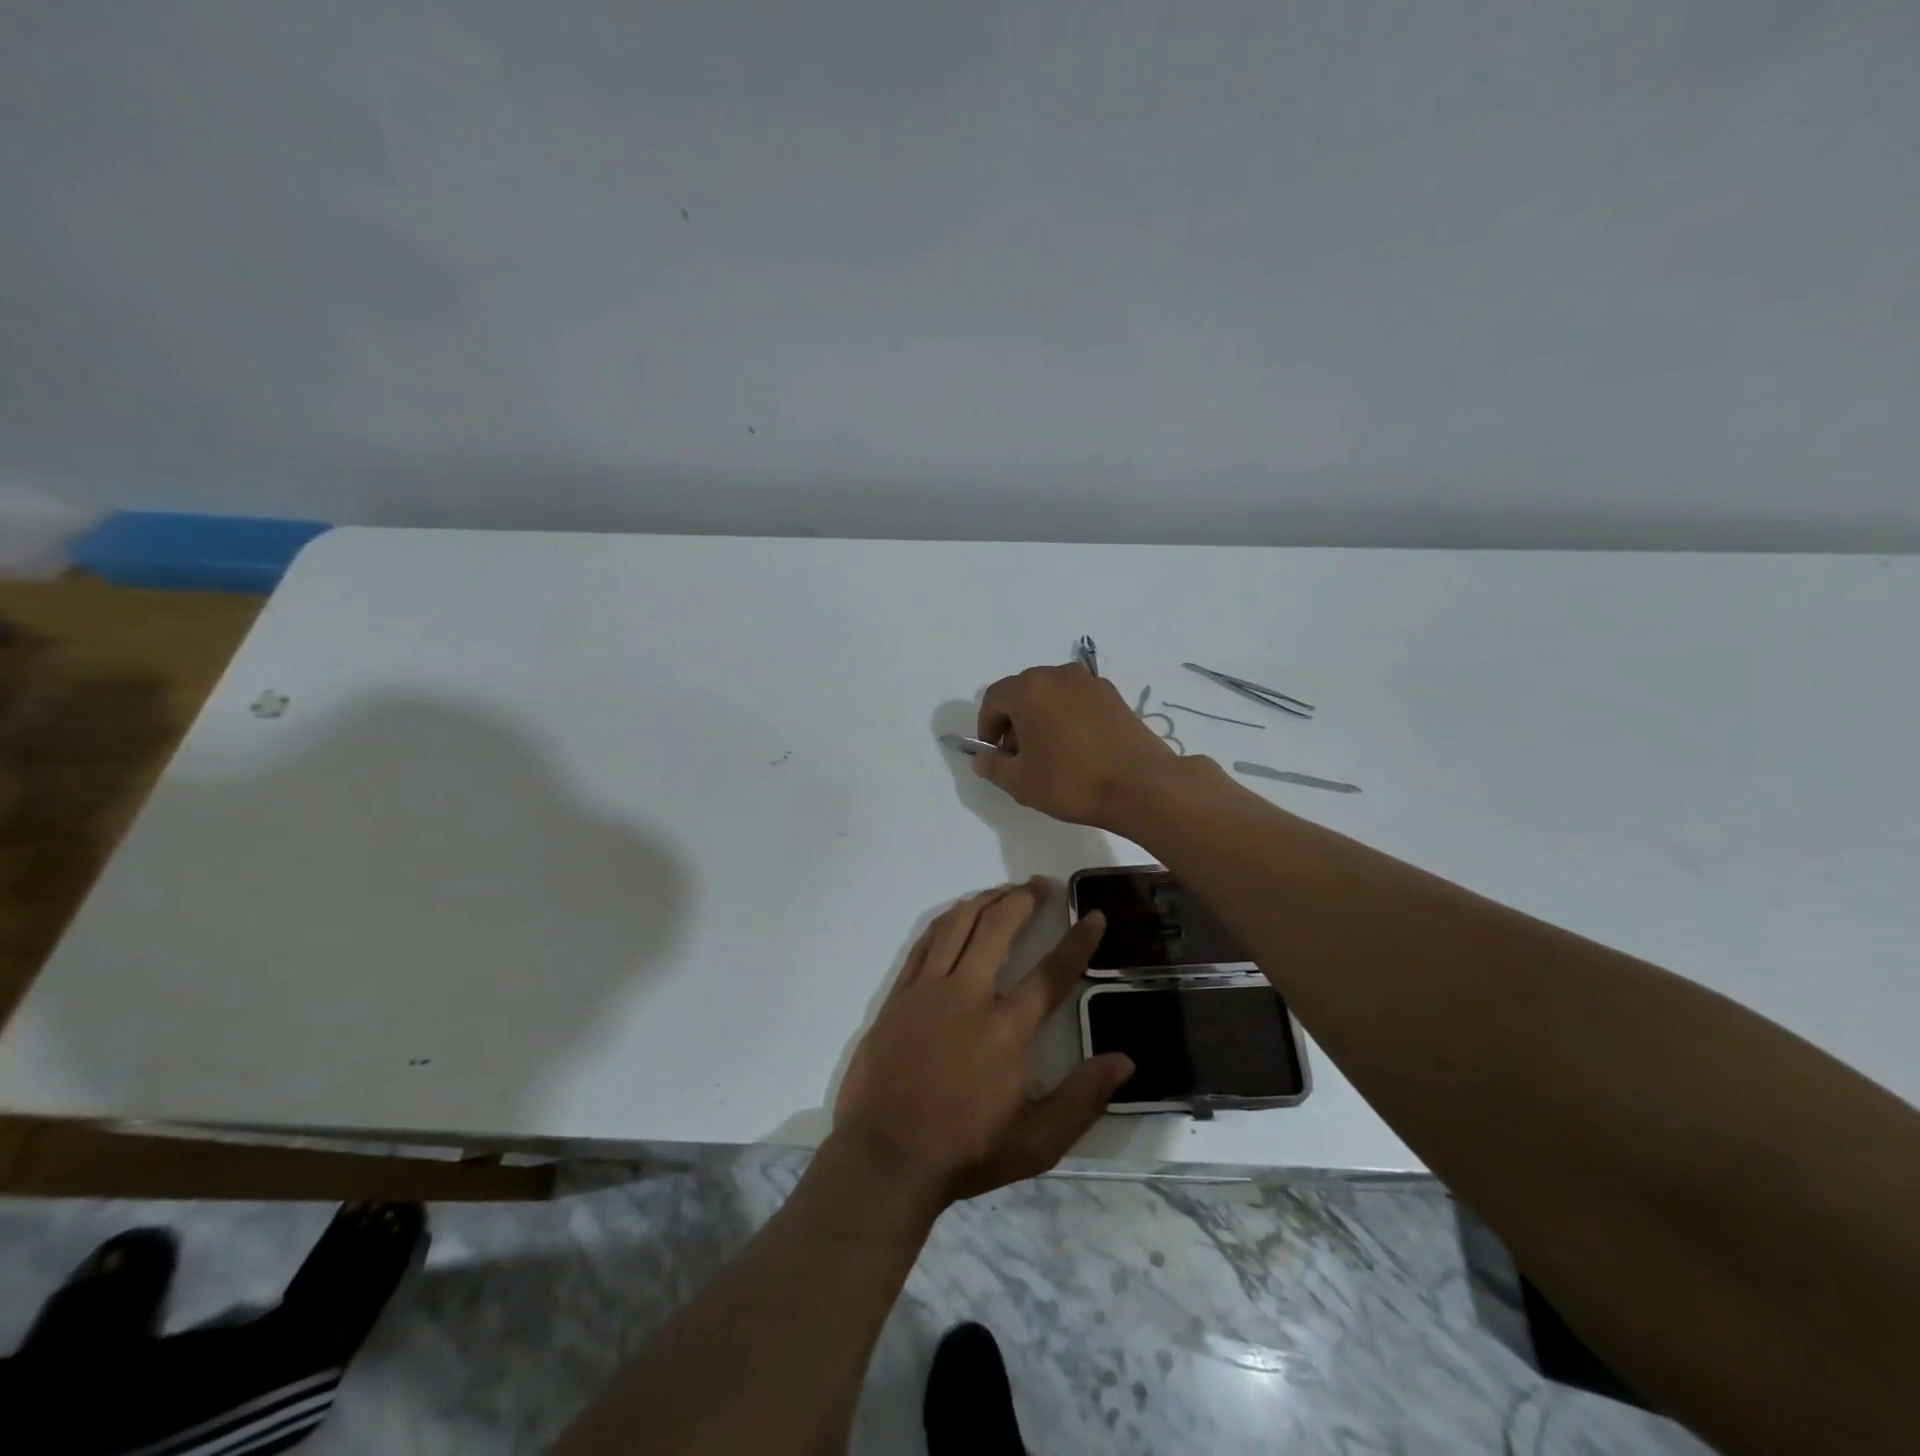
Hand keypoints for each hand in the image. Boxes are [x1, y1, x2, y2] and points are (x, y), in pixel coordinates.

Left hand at [833, 881, 1132, 1206]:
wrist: (885, 1157)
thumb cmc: (964, 1152)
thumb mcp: (1037, 1143)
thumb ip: (1082, 1099)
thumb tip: (1124, 1060)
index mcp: (1008, 1028)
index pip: (1052, 972)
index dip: (1079, 941)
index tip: (1094, 915)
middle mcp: (970, 995)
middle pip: (999, 928)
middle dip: (1024, 900)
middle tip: (1041, 885)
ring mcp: (929, 991)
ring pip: (959, 926)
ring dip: (984, 900)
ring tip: (1003, 891)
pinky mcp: (899, 995)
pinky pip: (924, 944)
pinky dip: (945, 922)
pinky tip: (956, 915)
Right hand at [973, 664, 1178, 827]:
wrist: (1142, 785)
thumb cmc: (1072, 781)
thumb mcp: (1021, 782)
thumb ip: (993, 766)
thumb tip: (983, 758)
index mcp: (1030, 689)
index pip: (994, 699)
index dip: (987, 726)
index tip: (994, 754)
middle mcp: (1059, 675)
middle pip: (1023, 692)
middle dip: (1014, 721)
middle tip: (1019, 756)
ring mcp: (1090, 683)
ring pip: (1052, 695)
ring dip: (1041, 718)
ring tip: (1049, 754)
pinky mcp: (1114, 696)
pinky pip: (1077, 701)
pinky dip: (1067, 717)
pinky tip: (1076, 749)